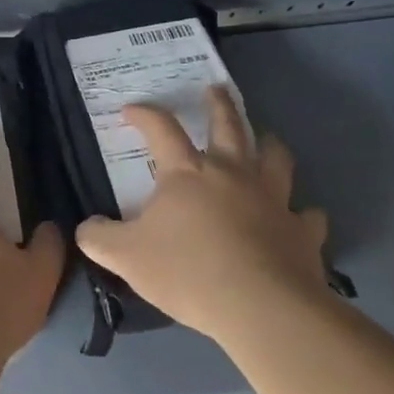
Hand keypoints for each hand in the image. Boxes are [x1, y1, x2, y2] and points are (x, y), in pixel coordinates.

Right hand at [75, 87, 328, 343]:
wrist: (260, 305)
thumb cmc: (187, 272)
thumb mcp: (126, 258)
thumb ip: (99, 239)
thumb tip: (85, 227)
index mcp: (187, 173)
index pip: (161, 129)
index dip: (145, 114)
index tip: (132, 109)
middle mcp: (232, 173)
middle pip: (228, 125)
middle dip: (219, 103)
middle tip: (216, 88)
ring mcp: (273, 198)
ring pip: (276, 158)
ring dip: (269, 145)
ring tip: (266, 139)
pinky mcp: (301, 230)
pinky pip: (308, 215)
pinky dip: (303, 213)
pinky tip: (301, 216)